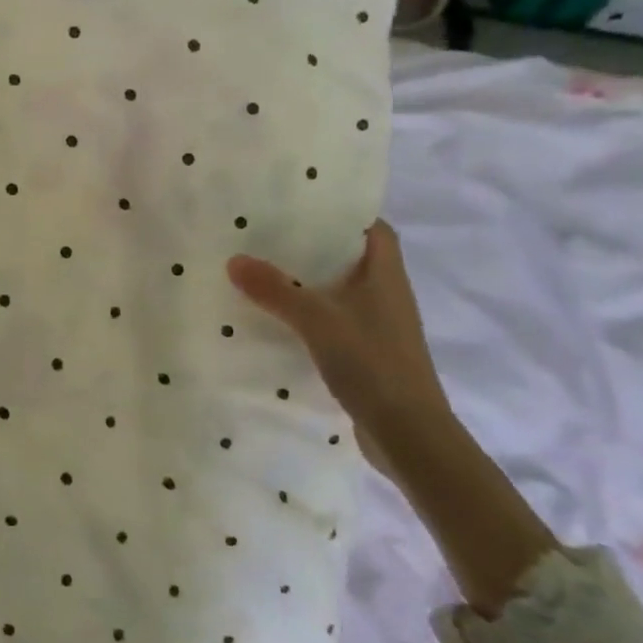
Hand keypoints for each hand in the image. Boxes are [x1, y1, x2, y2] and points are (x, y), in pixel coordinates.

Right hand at [227, 221, 450, 441]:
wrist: (409, 435)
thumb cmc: (372, 363)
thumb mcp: (317, 320)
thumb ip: (275, 289)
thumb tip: (234, 259)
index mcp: (386, 276)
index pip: (374, 230)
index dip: (347, 214)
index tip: (306, 206)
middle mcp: (388, 296)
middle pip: (354, 259)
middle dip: (318, 247)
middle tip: (272, 235)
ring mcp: (380, 328)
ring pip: (343, 292)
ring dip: (312, 283)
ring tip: (267, 272)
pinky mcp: (369, 356)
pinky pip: (337, 322)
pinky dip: (312, 316)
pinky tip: (281, 321)